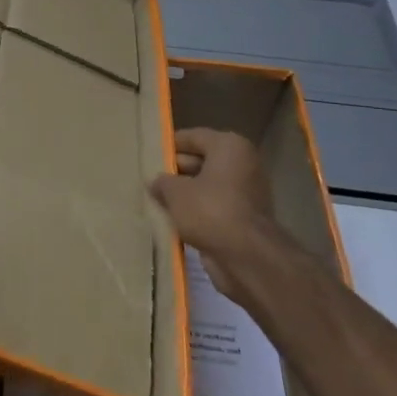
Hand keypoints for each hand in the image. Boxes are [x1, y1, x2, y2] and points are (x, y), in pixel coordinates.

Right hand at [149, 127, 284, 303]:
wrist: (248, 258)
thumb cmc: (210, 211)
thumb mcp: (175, 192)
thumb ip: (162, 182)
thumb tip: (156, 182)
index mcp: (229, 147)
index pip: (193, 137)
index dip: (169, 145)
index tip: (149, 155)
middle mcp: (242, 164)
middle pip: (201, 161)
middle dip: (176, 172)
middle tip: (150, 180)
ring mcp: (247, 192)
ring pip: (207, 187)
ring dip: (186, 195)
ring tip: (157, 201)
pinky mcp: (246, 218)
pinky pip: (214, 208)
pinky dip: (198, 213)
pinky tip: (175, 221)